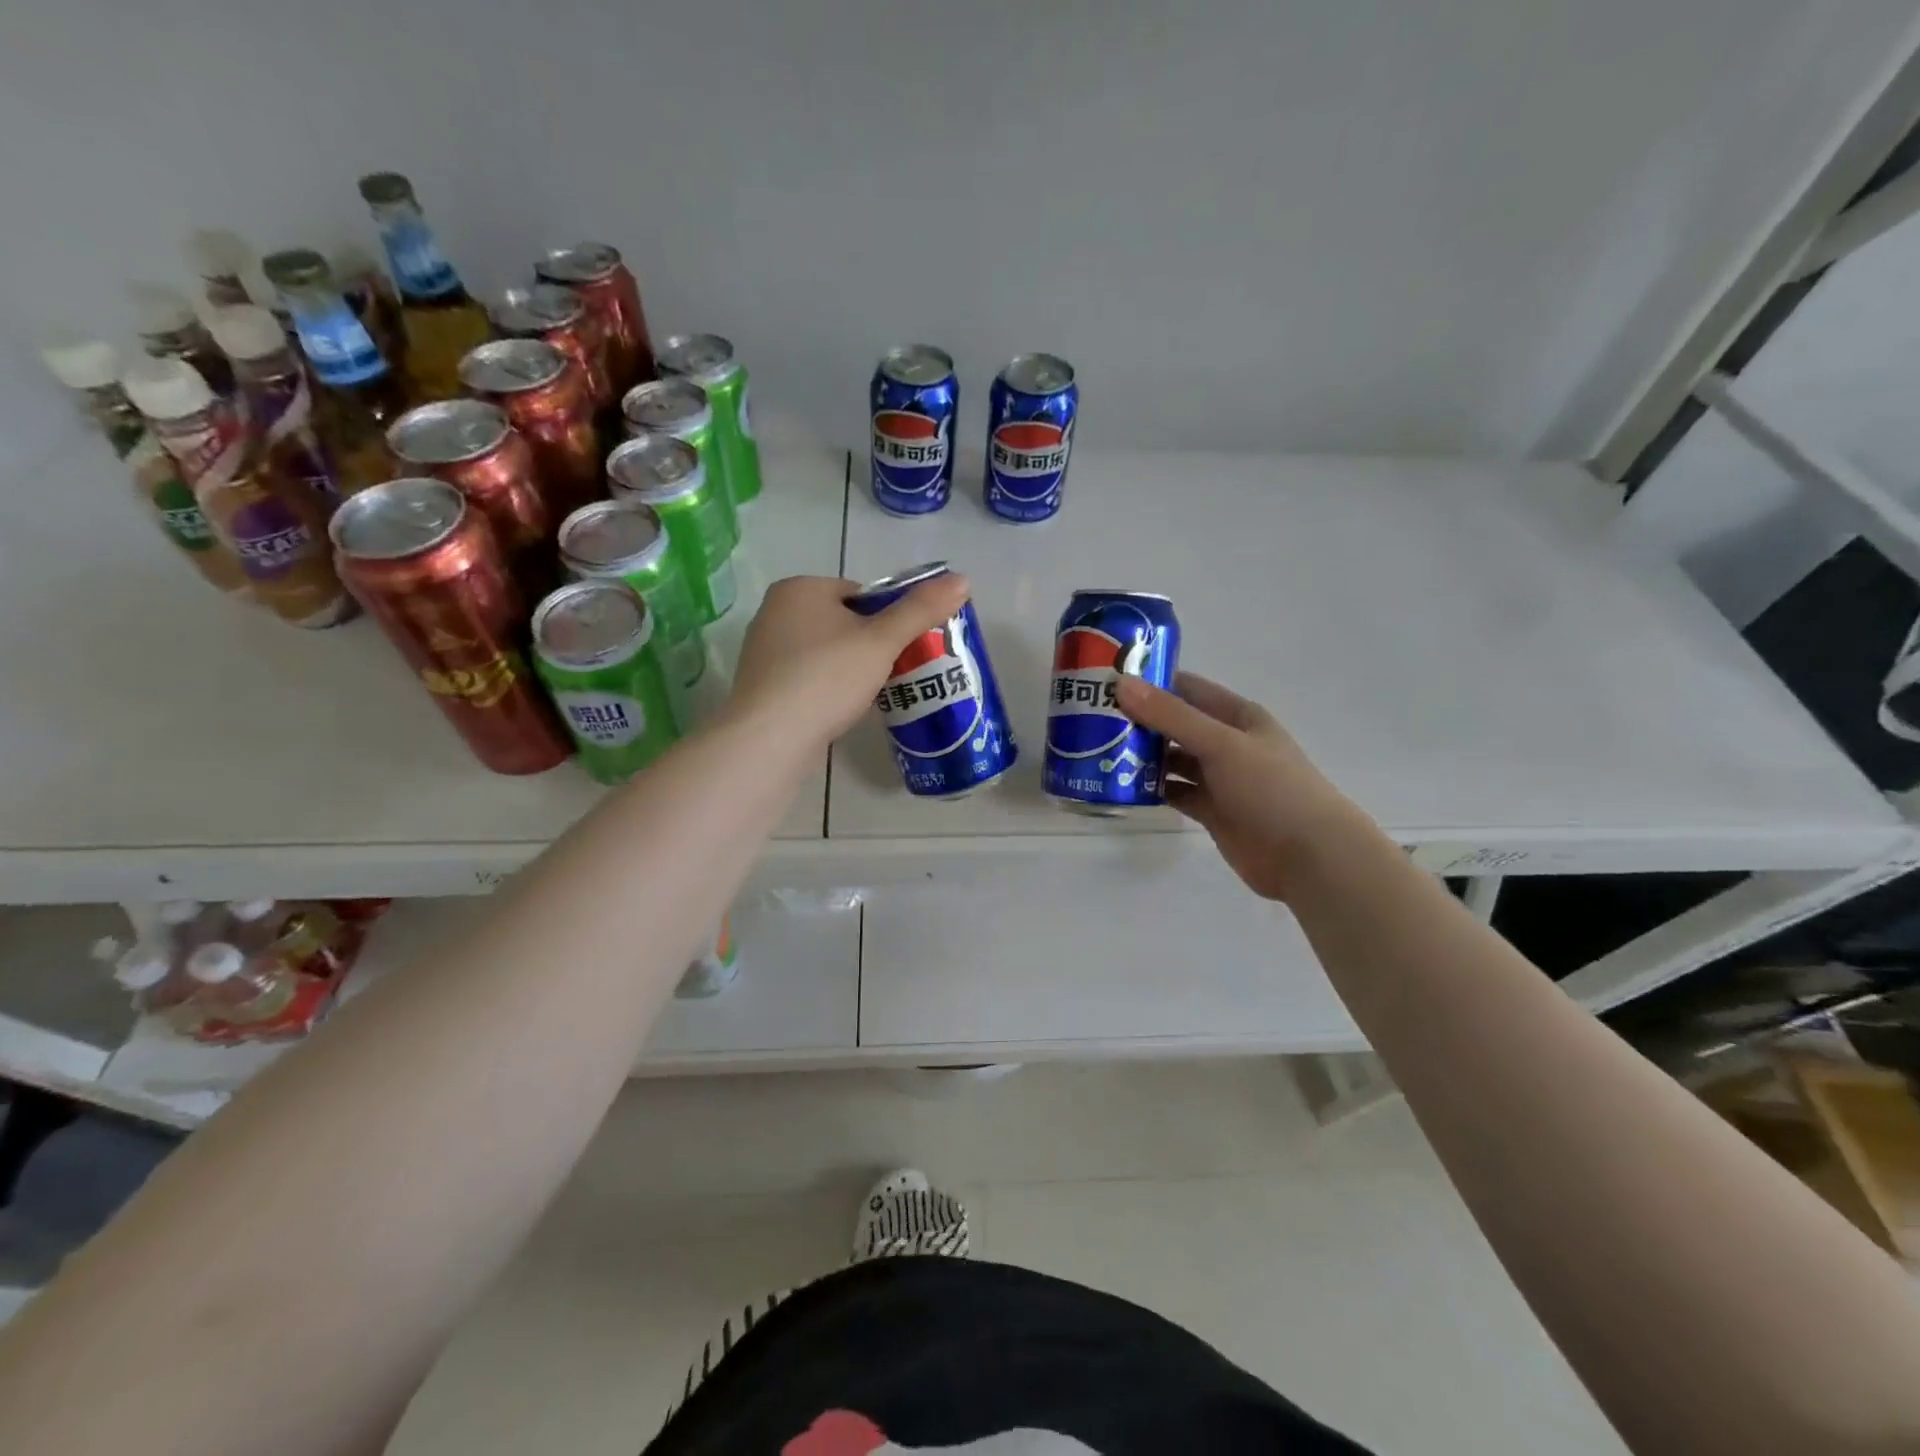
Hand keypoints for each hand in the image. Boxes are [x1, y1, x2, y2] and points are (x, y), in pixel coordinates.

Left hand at [728, 573, 969, 747]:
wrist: (771, 738)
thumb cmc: (827, 677)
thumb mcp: (882, 641)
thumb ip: (920, 610)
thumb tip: (962, 579)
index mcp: (799, 588)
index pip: (859, 593)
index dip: (887, 619)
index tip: (902, 648)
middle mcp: (775, 612)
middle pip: (843, 623)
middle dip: (871, 647)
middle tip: (895, 673)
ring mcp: (765, 651)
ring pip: (827, 653)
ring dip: (852, 670)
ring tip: (874, 695)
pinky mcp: (763, 687)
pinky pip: (809, 679)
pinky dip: (829, 690)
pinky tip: (844, 711)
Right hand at [1116, 671, 1362, 901]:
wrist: (1309, 857)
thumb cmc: (1270, 789)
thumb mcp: (1220, 744)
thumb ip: (1171, 716)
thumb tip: (1121, 684)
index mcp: (1237, 716)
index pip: (1187, 688)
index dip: (1151, 682)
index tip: (1107, 681)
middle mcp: (1227, 742)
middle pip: (1175, 724)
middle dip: (1139, 721)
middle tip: (1092, 719)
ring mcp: (1220, 778)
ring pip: (1173, 759)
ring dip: (1142, 756)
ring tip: (1099, 751)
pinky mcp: (1212, 810)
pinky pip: (1176, 791)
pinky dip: (1153, 788)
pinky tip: (1123, 786)